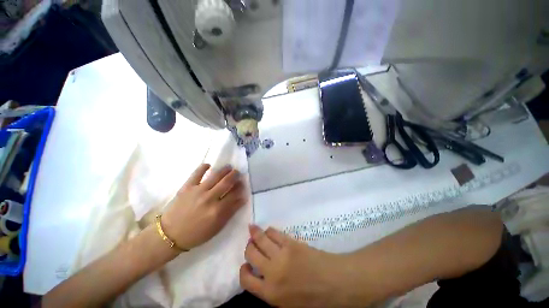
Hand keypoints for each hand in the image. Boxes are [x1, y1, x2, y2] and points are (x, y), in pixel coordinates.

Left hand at [161, 164, 247, 249]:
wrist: (170, 234)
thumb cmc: (196, 233)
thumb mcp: (217, 227)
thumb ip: (231, 212)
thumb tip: (242, 199)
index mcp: (217, 210)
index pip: (234, 194)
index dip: (240, 187)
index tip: (242, 183)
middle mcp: (209, 198)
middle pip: (226, 182)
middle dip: (234, 175)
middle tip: (237, 172)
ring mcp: (198, 191)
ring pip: (215, 176)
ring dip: (224, 170)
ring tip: (229, 167)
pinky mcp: (187, 187)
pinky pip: (196, 174)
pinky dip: (203, 167)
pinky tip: (209, 165)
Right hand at [240, 225, 350, 307]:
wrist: (333, 282)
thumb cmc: (311, 297)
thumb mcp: (285, 303)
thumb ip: (268, 290)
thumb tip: (258, 272)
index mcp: (270, 293)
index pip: (245, 280)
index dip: (243, 270)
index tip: (246, 264)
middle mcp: (272, 273)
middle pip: (251, 253)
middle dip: (249, 247)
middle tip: (251, 244)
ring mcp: (281, 255)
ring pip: (261, 239)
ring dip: (255, 233)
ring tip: (253, 230)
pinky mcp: (291, 242)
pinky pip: (274, 233)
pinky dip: (269, 231)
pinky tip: (268, 231)